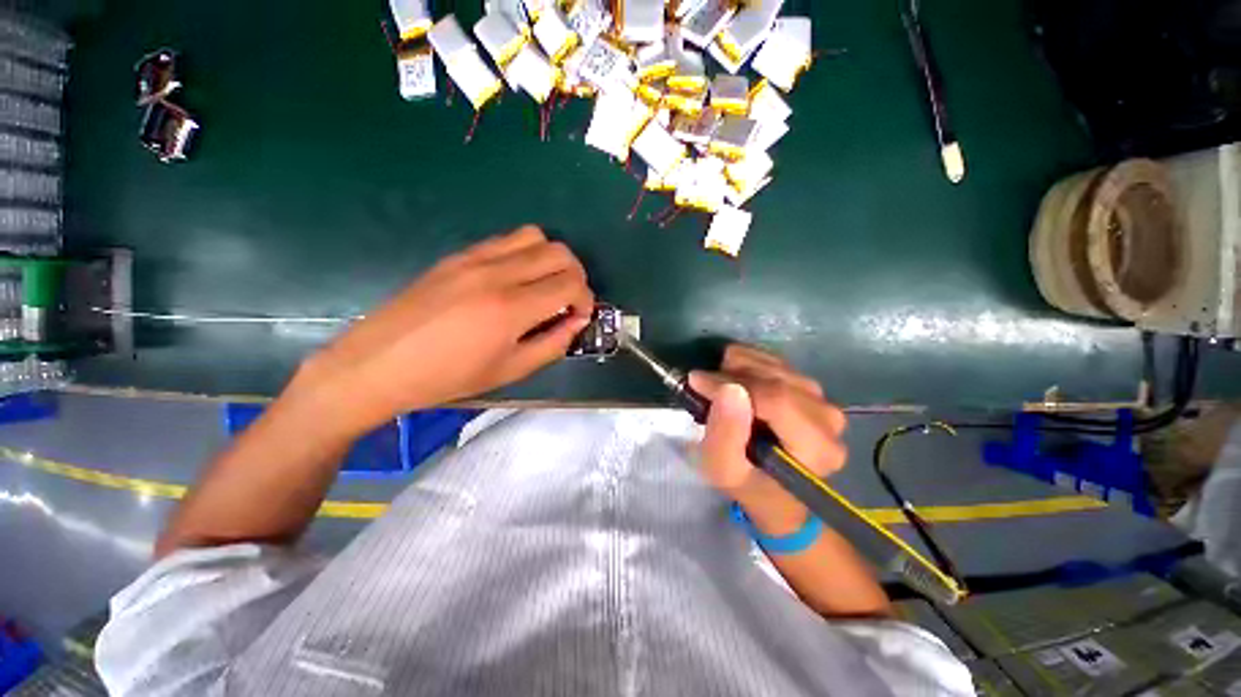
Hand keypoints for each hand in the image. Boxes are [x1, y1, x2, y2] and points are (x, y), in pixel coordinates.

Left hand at [295, 226, 593, 434]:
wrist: (380, 363)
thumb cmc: (449, 376)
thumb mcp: (511, 370)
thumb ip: (553, 344)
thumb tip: (577, 321)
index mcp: (511, 308)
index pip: (571, 283)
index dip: (585, 299)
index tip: (579, 316)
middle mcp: (497, 273)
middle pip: (559, 252)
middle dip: (576, 275)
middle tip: (568, 300)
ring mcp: (474, 258)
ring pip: (535, 236)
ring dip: (551, 259)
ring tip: (545, 285)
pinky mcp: (458, 255)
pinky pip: (505, 240)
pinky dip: (525, 253)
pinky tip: (516, 279)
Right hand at [689, 345, 846, 534]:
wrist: (774, 489)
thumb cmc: (748, 483)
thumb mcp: (724, 469)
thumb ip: (725, 433)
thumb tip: (729, 388)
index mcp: (816, 447)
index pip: (776, 399)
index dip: (732, 384)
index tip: (697, 382)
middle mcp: (828, 419)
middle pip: (775, 378)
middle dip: (731, 375)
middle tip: (704, 386)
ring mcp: (823, 399)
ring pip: (774, 364)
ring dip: (738, 368)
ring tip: (719, 387)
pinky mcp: (811, 387)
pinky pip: (775, 360)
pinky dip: (747, 363)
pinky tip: (734, 380)